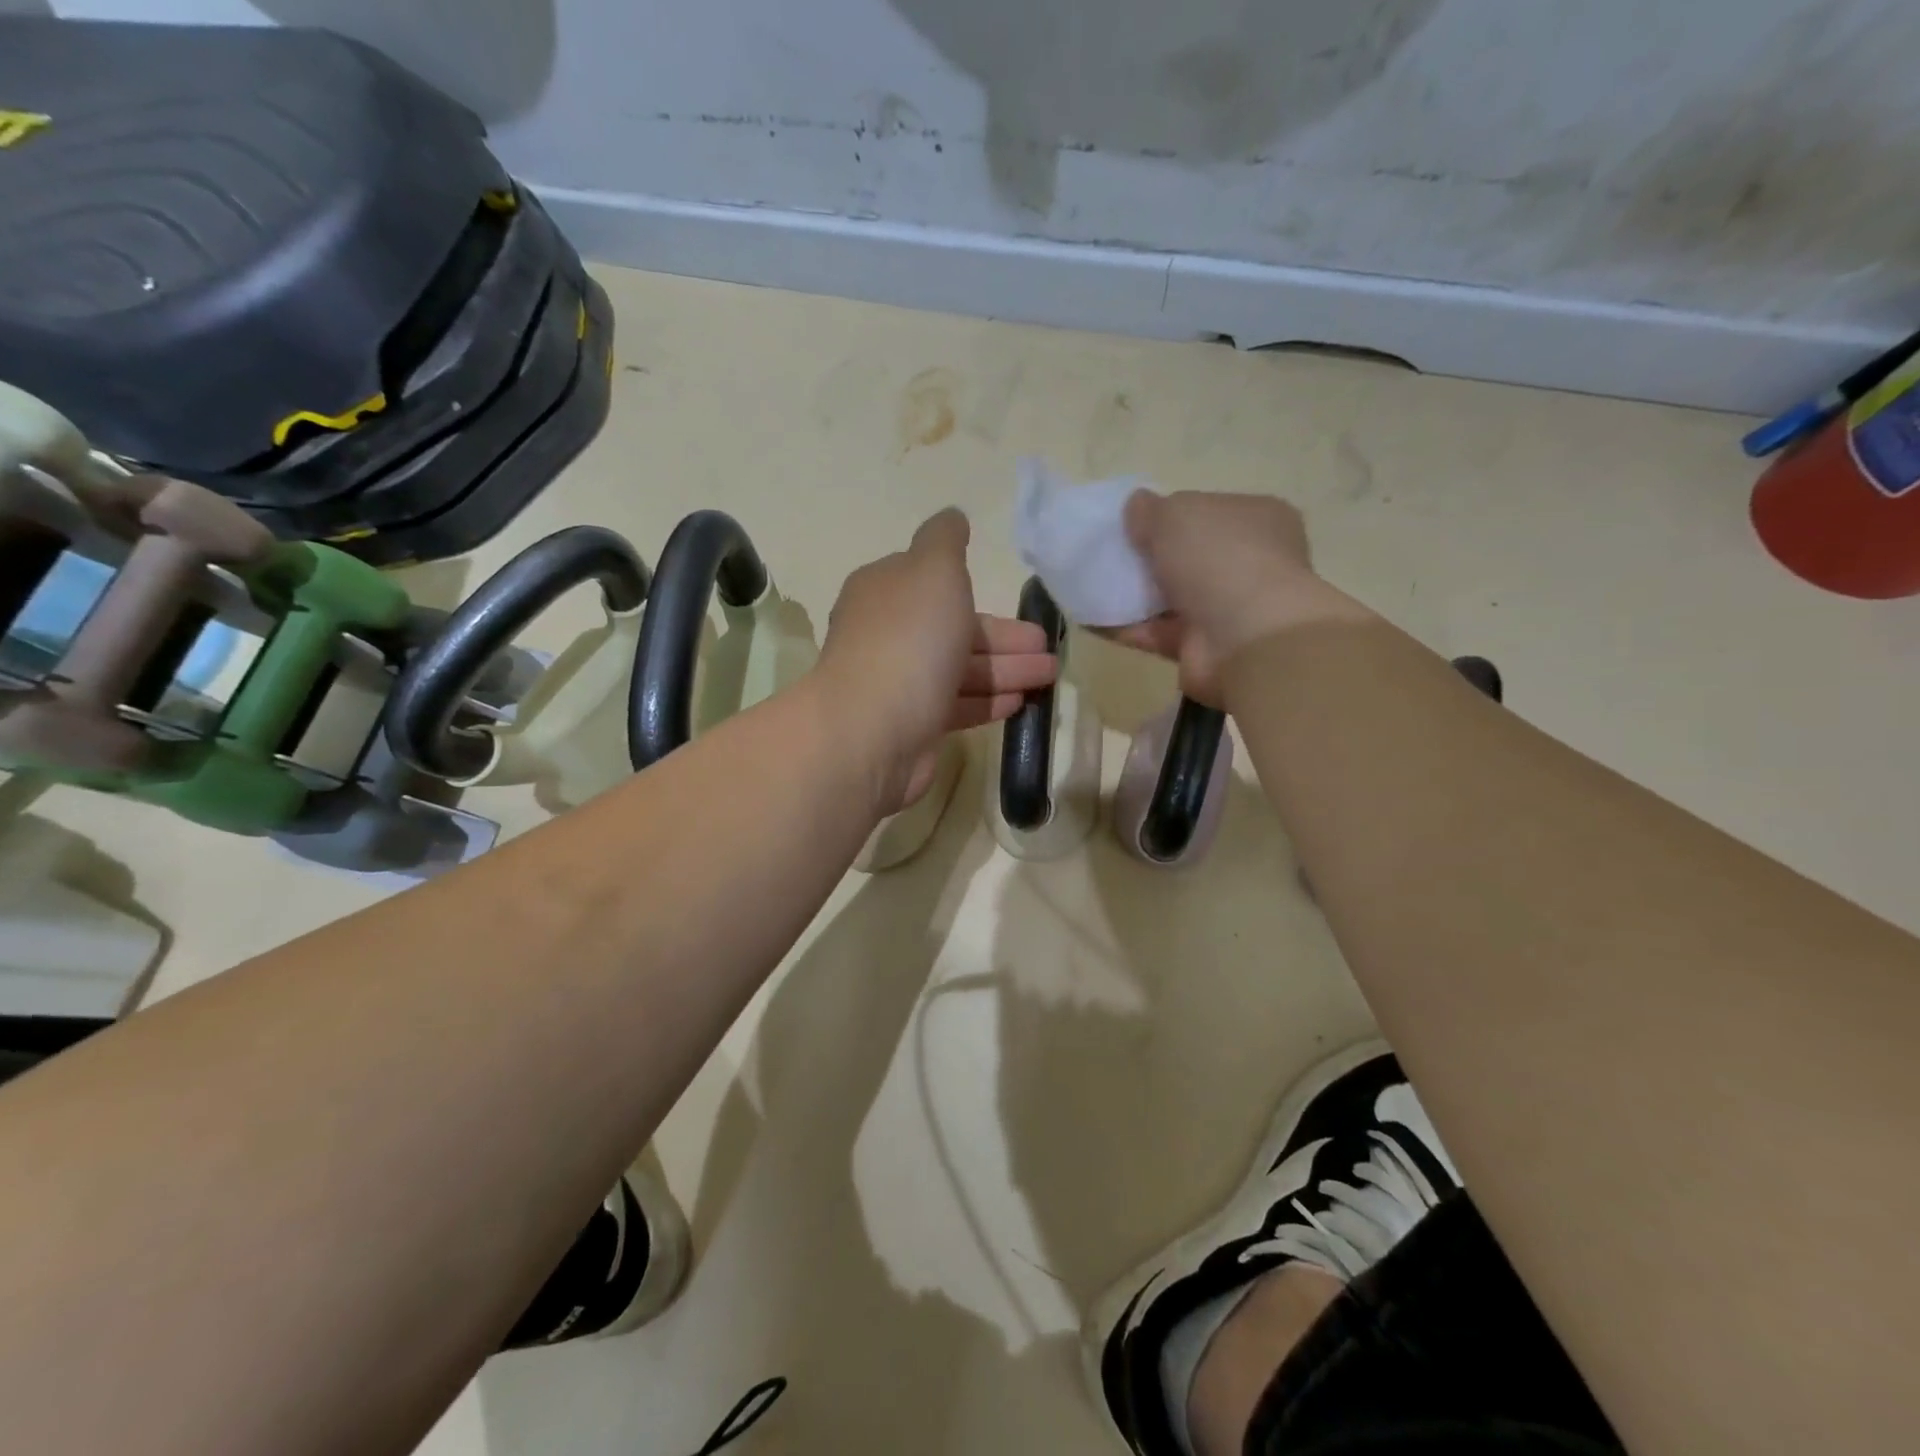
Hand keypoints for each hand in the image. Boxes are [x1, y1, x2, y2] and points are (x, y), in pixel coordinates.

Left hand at [818, 508, 1058, 815]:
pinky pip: (957, 705)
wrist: (873, 728)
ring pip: (961, 669)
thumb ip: (946, 540)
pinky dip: (988, 701)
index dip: (976, 590)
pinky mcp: (912, 724)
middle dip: (1005, 638)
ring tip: (1049, 675)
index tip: (1016, 600)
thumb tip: (953, 516)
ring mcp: (899, 682)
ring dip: (1007, 670)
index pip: (933, 583)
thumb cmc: (909, 639)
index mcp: (886, 591)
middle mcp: (889, 634)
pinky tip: (1020, 702)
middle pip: (954, 629)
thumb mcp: (933, 569)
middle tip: (1049, 648)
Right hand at [1106, 490, 1369, 705]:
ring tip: (1090, 584)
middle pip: (1188, 556)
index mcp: (1257, 520)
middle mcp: (1249, 563)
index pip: (1210, 511)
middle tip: (1110, 553)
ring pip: (1171, 597)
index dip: (1171, 514)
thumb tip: (1136, 506)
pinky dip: (1126, 627)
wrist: (1244, 639)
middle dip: (1150, 557)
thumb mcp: (1176, 514)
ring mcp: (1228, 609)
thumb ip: (1150, 509)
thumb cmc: (1219, 558)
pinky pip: (1156, 632)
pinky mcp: (1202, 648)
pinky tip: (1091, 618)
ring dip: (1134, 594)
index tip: (1135, 521)